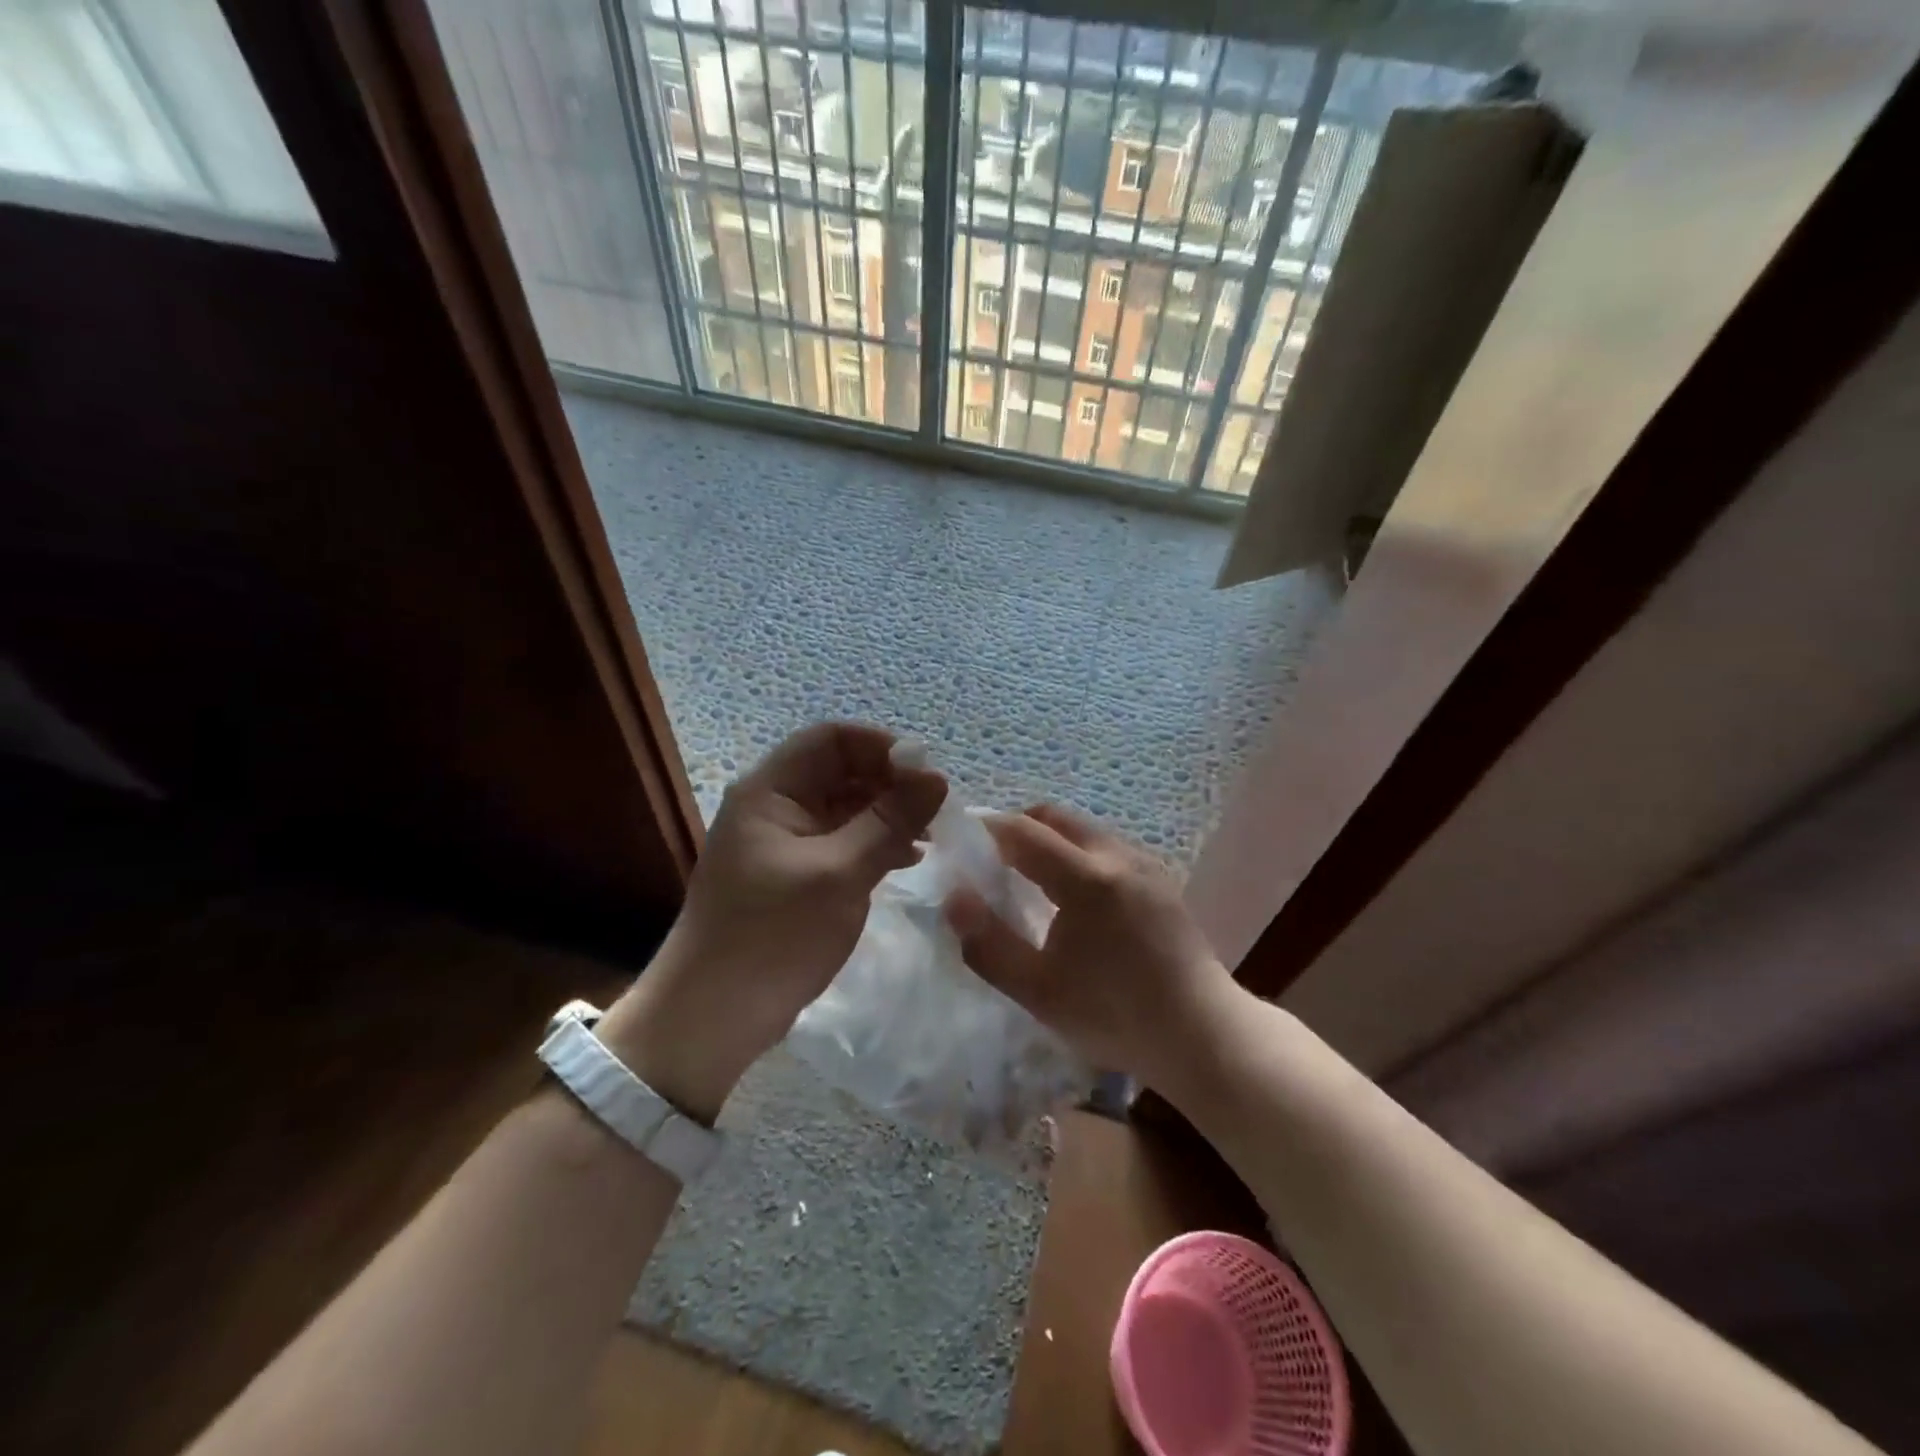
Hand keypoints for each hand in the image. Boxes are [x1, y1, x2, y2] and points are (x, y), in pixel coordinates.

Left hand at [598, 722, 946, 1120]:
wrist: (713, 1017)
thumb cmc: (773, 936)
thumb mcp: (838, 873)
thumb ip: (889, 822)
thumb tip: (937, 778)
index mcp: (770, 790)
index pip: (832, 739)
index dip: (882, 747)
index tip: (928, 774)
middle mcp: (775, 806)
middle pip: (841, 771)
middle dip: (891, 782)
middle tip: (938, 809)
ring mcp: (785, 842)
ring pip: (846, 807)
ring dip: (888, 814)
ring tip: (932, 834)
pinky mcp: (796, 874)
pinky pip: (842, 841)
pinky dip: (875, 843)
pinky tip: (909, 858)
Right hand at [944, 805, 1238, 1092]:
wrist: (1202, 1034)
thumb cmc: (1114, 1015)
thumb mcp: (1038, 990)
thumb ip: (988, 943)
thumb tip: (955, 898)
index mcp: (1086, 877)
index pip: (1023, 831)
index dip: (987, 830)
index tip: (961, 843)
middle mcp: (1117, 855)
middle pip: (1056, 817)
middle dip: (1018, 828)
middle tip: (993, 860)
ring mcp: (1145, 864)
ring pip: (1084, 830)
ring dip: (1050, 840)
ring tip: (1031, 880)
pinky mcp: (1161, 880)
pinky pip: (1107, 848)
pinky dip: (1078, 854)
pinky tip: (1075, 898)